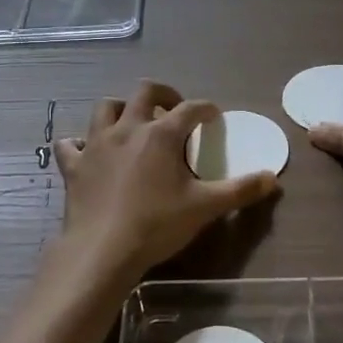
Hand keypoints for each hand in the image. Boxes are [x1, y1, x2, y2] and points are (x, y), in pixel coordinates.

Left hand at [53, 80, 276, 286]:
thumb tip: (272, 178)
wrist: (103, 250)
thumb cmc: (157, 224)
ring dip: (121, 108)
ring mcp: (96, 144)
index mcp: (162, 134)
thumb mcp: (205, 208)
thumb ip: (240, 190)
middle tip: (173, 107)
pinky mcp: (75, 166)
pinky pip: (70, 145)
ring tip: (132, 121)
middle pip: (144, 92)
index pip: (190, 109)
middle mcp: (128, 128)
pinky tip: (87, 151)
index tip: (213, 116)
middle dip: (163, 93)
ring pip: (106, 108)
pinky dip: (79, 143)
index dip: (205, 109)